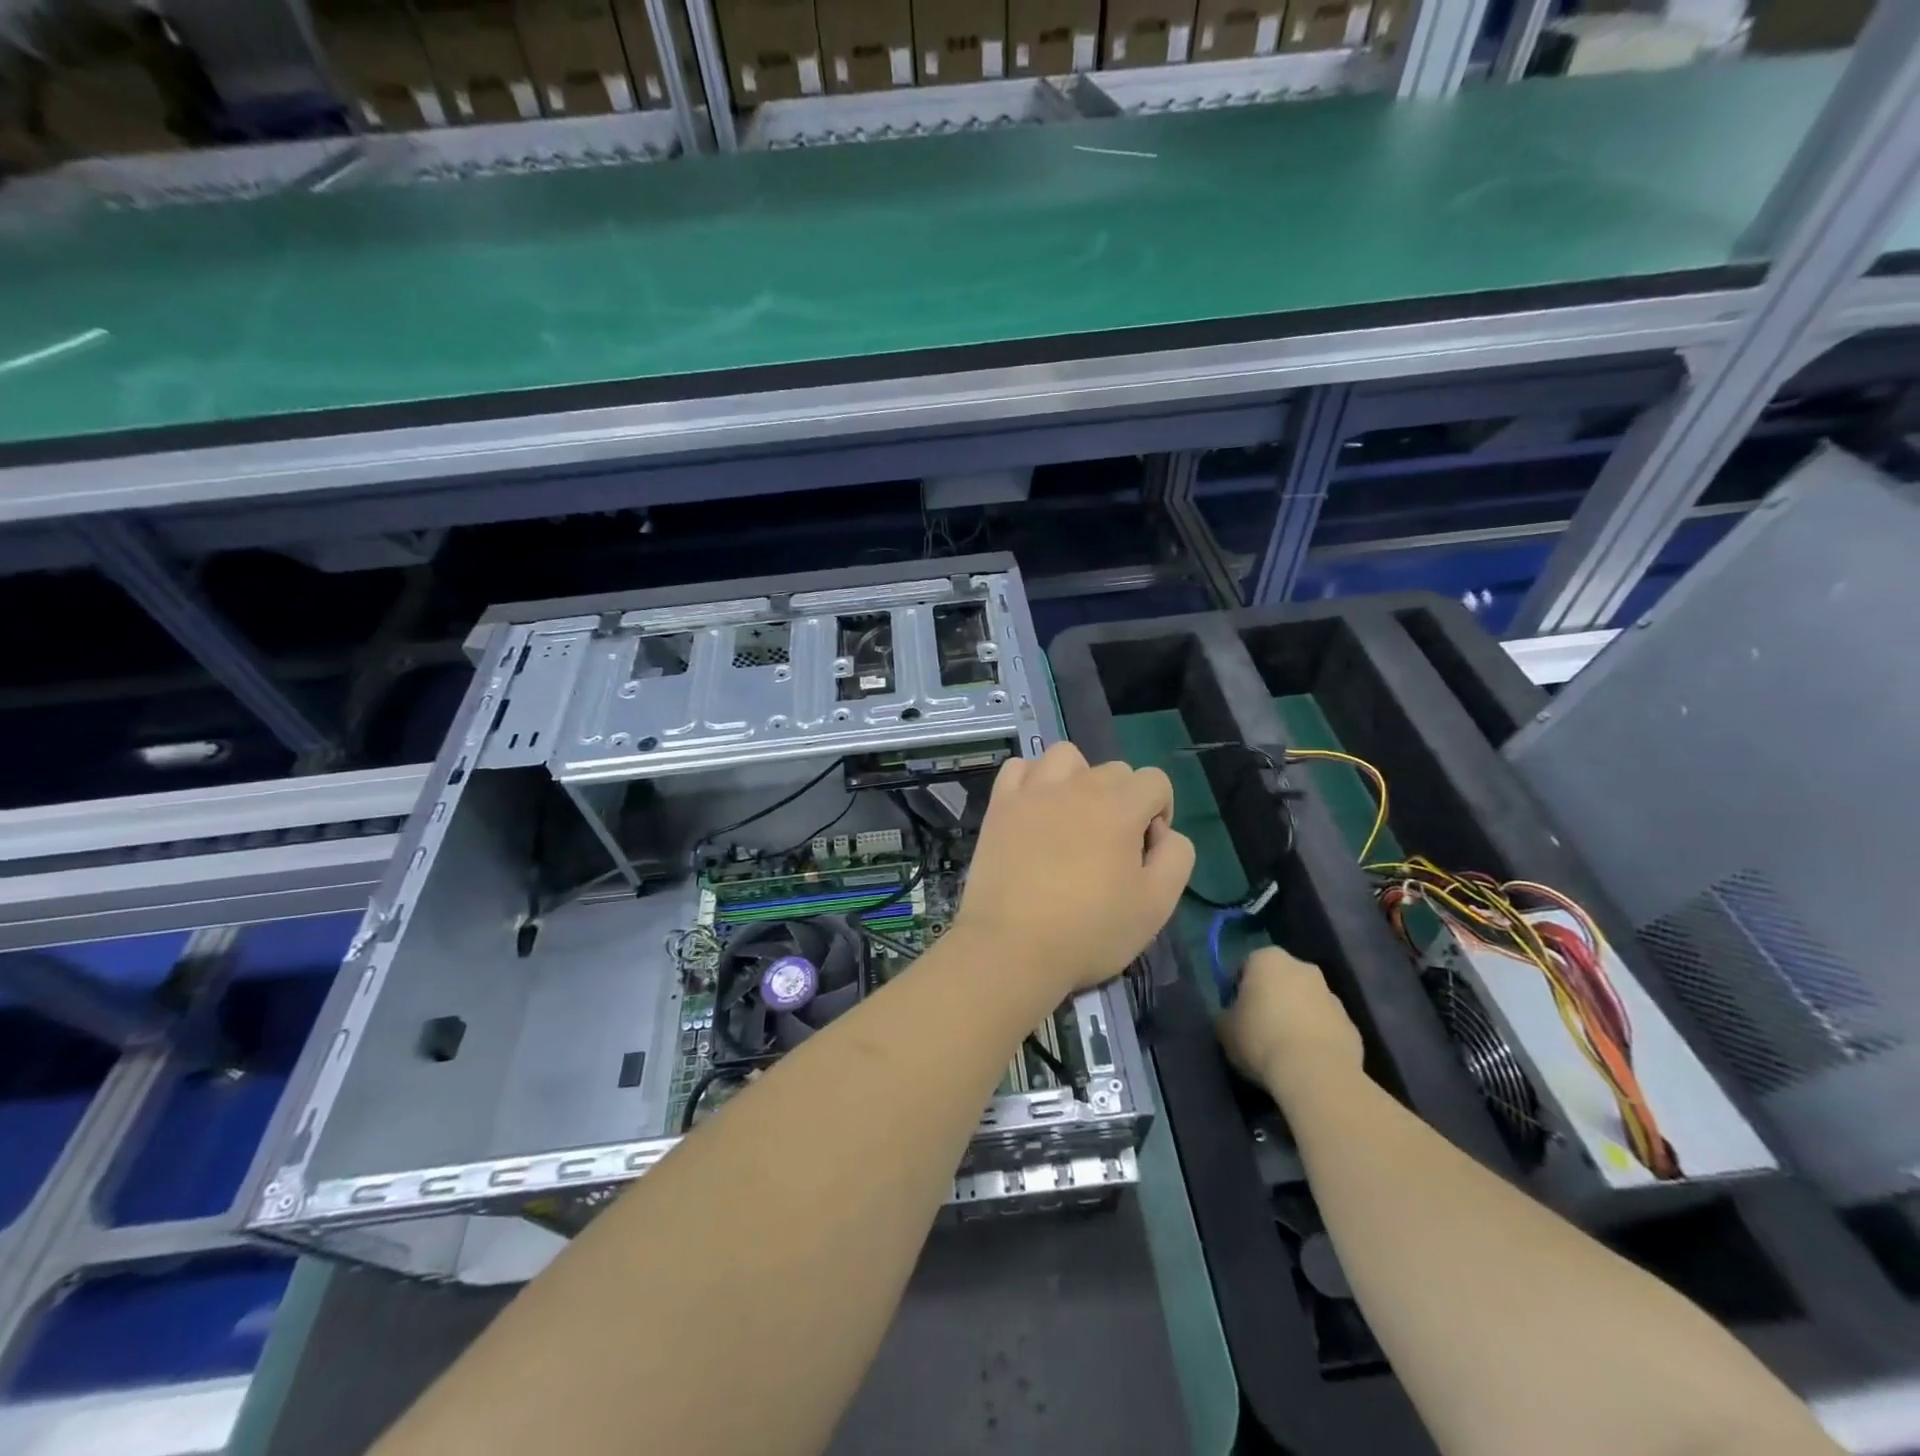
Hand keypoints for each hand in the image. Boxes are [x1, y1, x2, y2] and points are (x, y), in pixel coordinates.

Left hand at [955, 743, 1194, 999]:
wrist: (1011, 947)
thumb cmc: (1088, 931)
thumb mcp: (1156, 905)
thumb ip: (1177, 857)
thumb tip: (1165, 832)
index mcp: (1119, 806)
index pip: (1155, 781)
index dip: (1160, 813)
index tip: (1144, 853)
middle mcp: (1077, 786)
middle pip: (1114, 770)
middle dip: (1123, 801)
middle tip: (1109, 849)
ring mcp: (1033, 791)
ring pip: (1067, 757)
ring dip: (1079, 779)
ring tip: (1073, 818)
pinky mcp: (1000, 805)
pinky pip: (1020, 767)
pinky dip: (1032, 779)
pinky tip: (1035, 809)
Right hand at [1218, 947, 1363, 1093]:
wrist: (1316, 1073)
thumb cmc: (1261, 1039)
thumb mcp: (1224, 1028)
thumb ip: (1227, 1014)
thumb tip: (1233, 1017)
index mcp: (1268, 959)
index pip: (1247, 967)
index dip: (1239, 990)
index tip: (1236, 1013)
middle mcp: (1303, 968)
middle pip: (1281, 981)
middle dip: (1272, 999)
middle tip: (1259, 1028)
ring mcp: (1332, 997)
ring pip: (1306, 1003)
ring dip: (1297, 1018)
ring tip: (1284, 1050)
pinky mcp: (1351, 1026)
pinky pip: (1326, 1027)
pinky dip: (1316, 1039)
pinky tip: (1306, 1062)